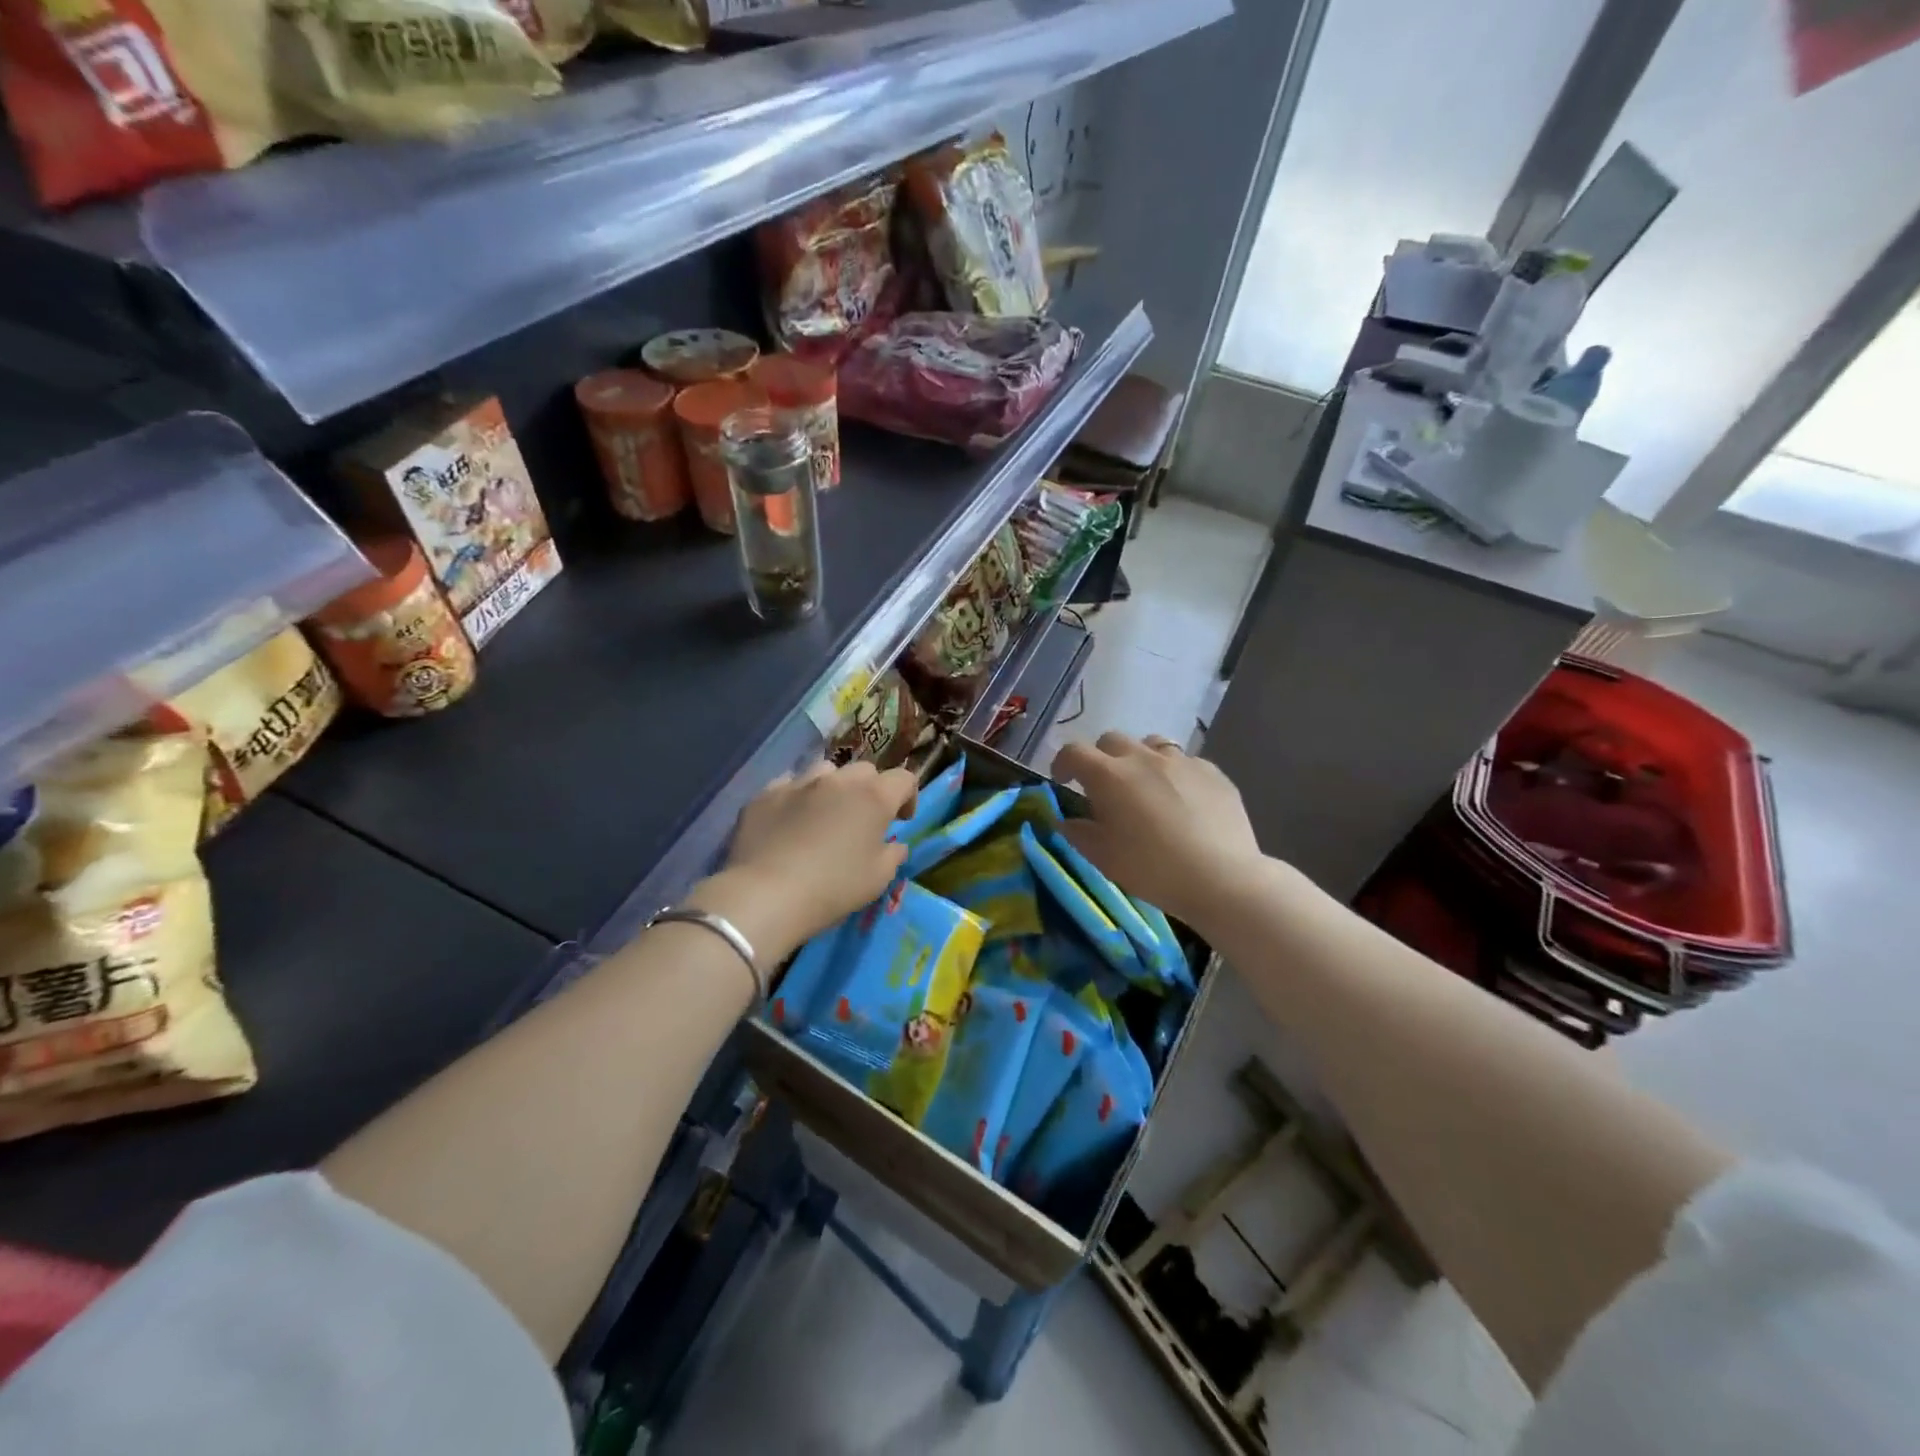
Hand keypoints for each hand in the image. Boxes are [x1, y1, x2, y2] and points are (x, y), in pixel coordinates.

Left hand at [692, 760, 916, 963]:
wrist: (767, 894)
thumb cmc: (833, 888)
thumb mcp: (878, 879)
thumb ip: (893, 855)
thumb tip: (894, 845)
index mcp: (873, 797)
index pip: (904, 779)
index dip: (908, 796)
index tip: (901, 820)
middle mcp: (838, 780)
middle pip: (864, 770)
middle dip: (870, 789)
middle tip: (863, 819)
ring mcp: (798, 783)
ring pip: (825, 770)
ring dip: (833, 787)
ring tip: (825, 813)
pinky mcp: (765, 794)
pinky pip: (788, 784)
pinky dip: (796, 797)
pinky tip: (789, 819)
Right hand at [1050, 732, 1263, 928]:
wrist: (1221, 878)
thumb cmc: (1152, 869)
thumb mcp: (1104, 858)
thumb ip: (1078, 834)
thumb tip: (1066, 821)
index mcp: (1109, 776)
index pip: (1074, 752)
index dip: (1063, 763)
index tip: (1063, 780)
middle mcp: (1143, 758)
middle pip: (1112, 740)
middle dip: (1101, 758)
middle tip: (1105, 787)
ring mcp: (1181, 761)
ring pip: (1151, 745)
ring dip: (1140, 760)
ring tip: (1146, 787)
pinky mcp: (1212, 772)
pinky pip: (1185, 763)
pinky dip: (1174, 774)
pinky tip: (1183, 801)